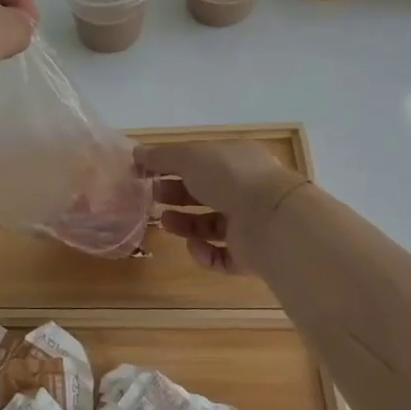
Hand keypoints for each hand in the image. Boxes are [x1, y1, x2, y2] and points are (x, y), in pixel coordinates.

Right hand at [136, 140, 308, 276]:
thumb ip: (161, 156)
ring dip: (186, 224)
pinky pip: (222, 255)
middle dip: (176, 194)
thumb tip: (137, 154)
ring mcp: (251, 222)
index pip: (201, 161)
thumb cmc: (230, 178)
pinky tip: (193, 247)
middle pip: (204, 192)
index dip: (172, 165)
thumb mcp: (189, 157)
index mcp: (236, 160)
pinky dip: (205, 253)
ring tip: (165, 223)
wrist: (273, 221)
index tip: (145, 172)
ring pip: (211, 224)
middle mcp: (246, 189)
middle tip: (151, 197)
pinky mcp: (251, 253)